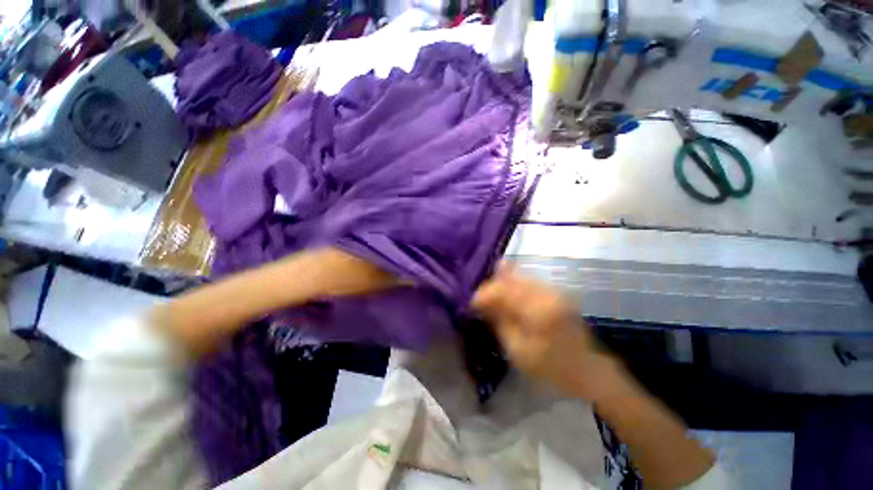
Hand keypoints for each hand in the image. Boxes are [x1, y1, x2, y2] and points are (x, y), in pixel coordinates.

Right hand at [472, 264, 621, 400]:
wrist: (587, 370)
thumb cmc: (550, 367)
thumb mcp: (518, 350)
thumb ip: (499, 320)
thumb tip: (481, 302)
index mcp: (537, 309)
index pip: (502, 290)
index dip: (483, 295)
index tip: (471, 304)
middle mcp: (546, 293)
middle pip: (510, 279)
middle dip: (491, 288)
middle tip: (480, 302)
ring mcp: (552, 290)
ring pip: (518, 277)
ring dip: (501, 285)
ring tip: (491, 299)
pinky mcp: (554, 292)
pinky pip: (528, 281)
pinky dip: (514, 285)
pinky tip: (506, 292)